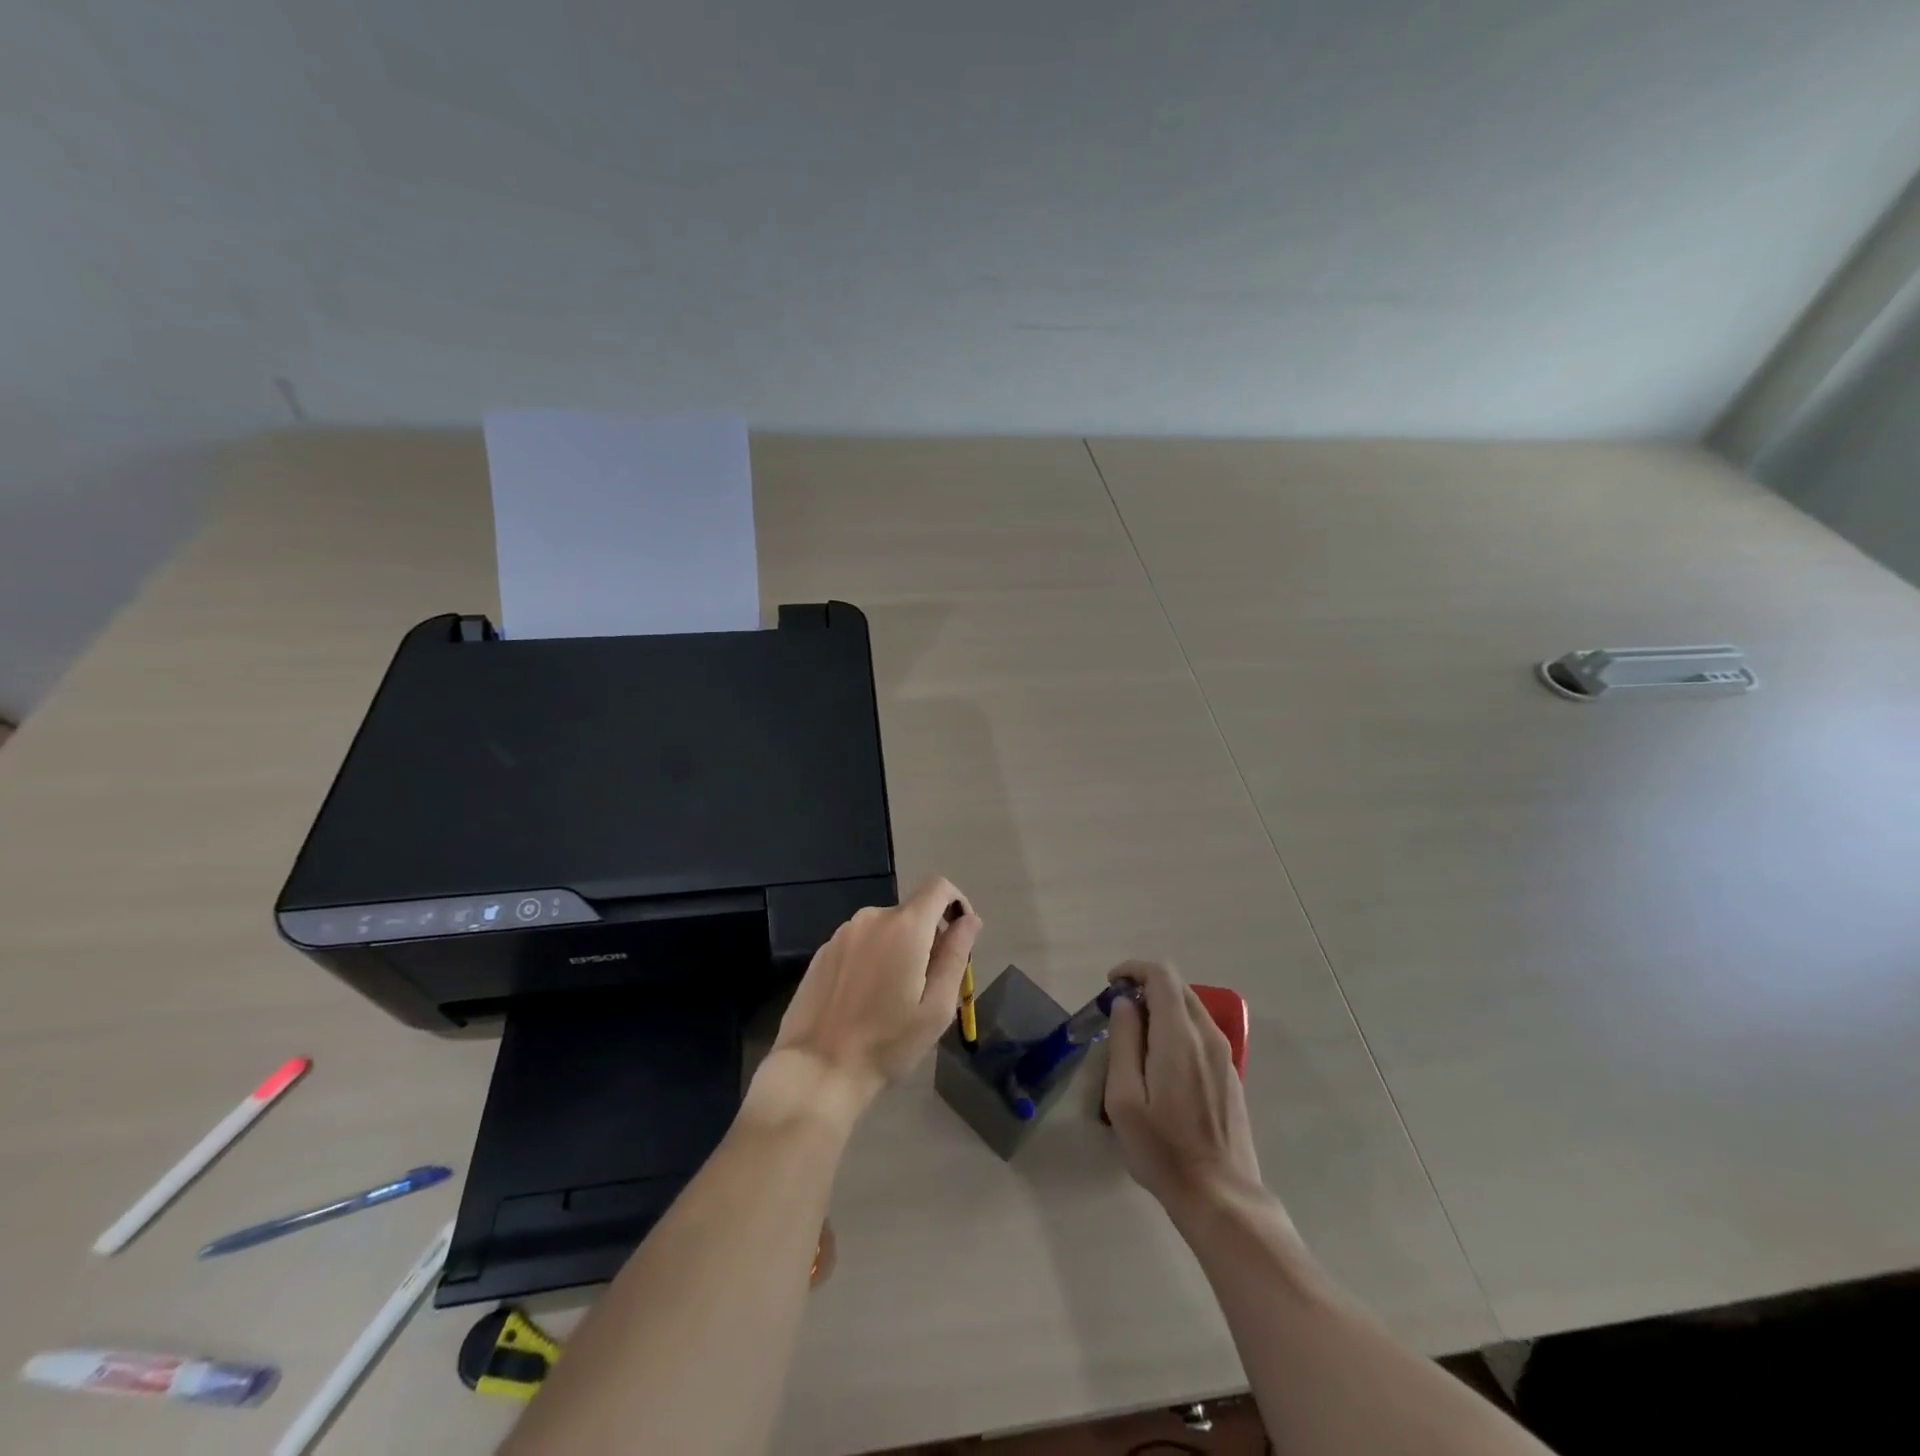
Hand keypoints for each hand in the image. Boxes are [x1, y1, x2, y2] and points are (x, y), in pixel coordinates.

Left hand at [762, 877, 981, 1121]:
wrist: (817, 1070)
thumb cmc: (887, 1043)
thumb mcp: (937, 1007)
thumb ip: (956, 955)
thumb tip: (970, 920)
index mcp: (905, 926)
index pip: (938, 887)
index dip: (956, 902)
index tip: (959, 937)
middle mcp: (872, 917)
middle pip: (912, 912)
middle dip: (927, 938)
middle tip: (927, 987)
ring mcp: (843, 933)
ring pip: (885, 929)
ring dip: (898, 949)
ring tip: (894, 997)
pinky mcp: (823, 951)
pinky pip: (860, 942)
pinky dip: (872, 958)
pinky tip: (864, 999)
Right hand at [1104, 960, 1264, 1216]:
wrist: (1220, 1195)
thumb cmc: (1162, 1149)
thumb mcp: (1124, 1098)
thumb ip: (1123, 1042)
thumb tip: (1125, 1004)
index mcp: (1179, 1036)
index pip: (1161, 975)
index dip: (1134, 969)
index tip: (1110, 984)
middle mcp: (1207, 1035)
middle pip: (1178, 986)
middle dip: (1145, 985)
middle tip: (1117, 1009)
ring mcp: (1224, 1054)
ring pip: (1191, 1007)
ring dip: (1161, 1005)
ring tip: (1134, 1035)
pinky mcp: (1230, 1072)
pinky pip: (1201, 1030)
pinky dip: (1177, 1025)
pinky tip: (1160, 1060)